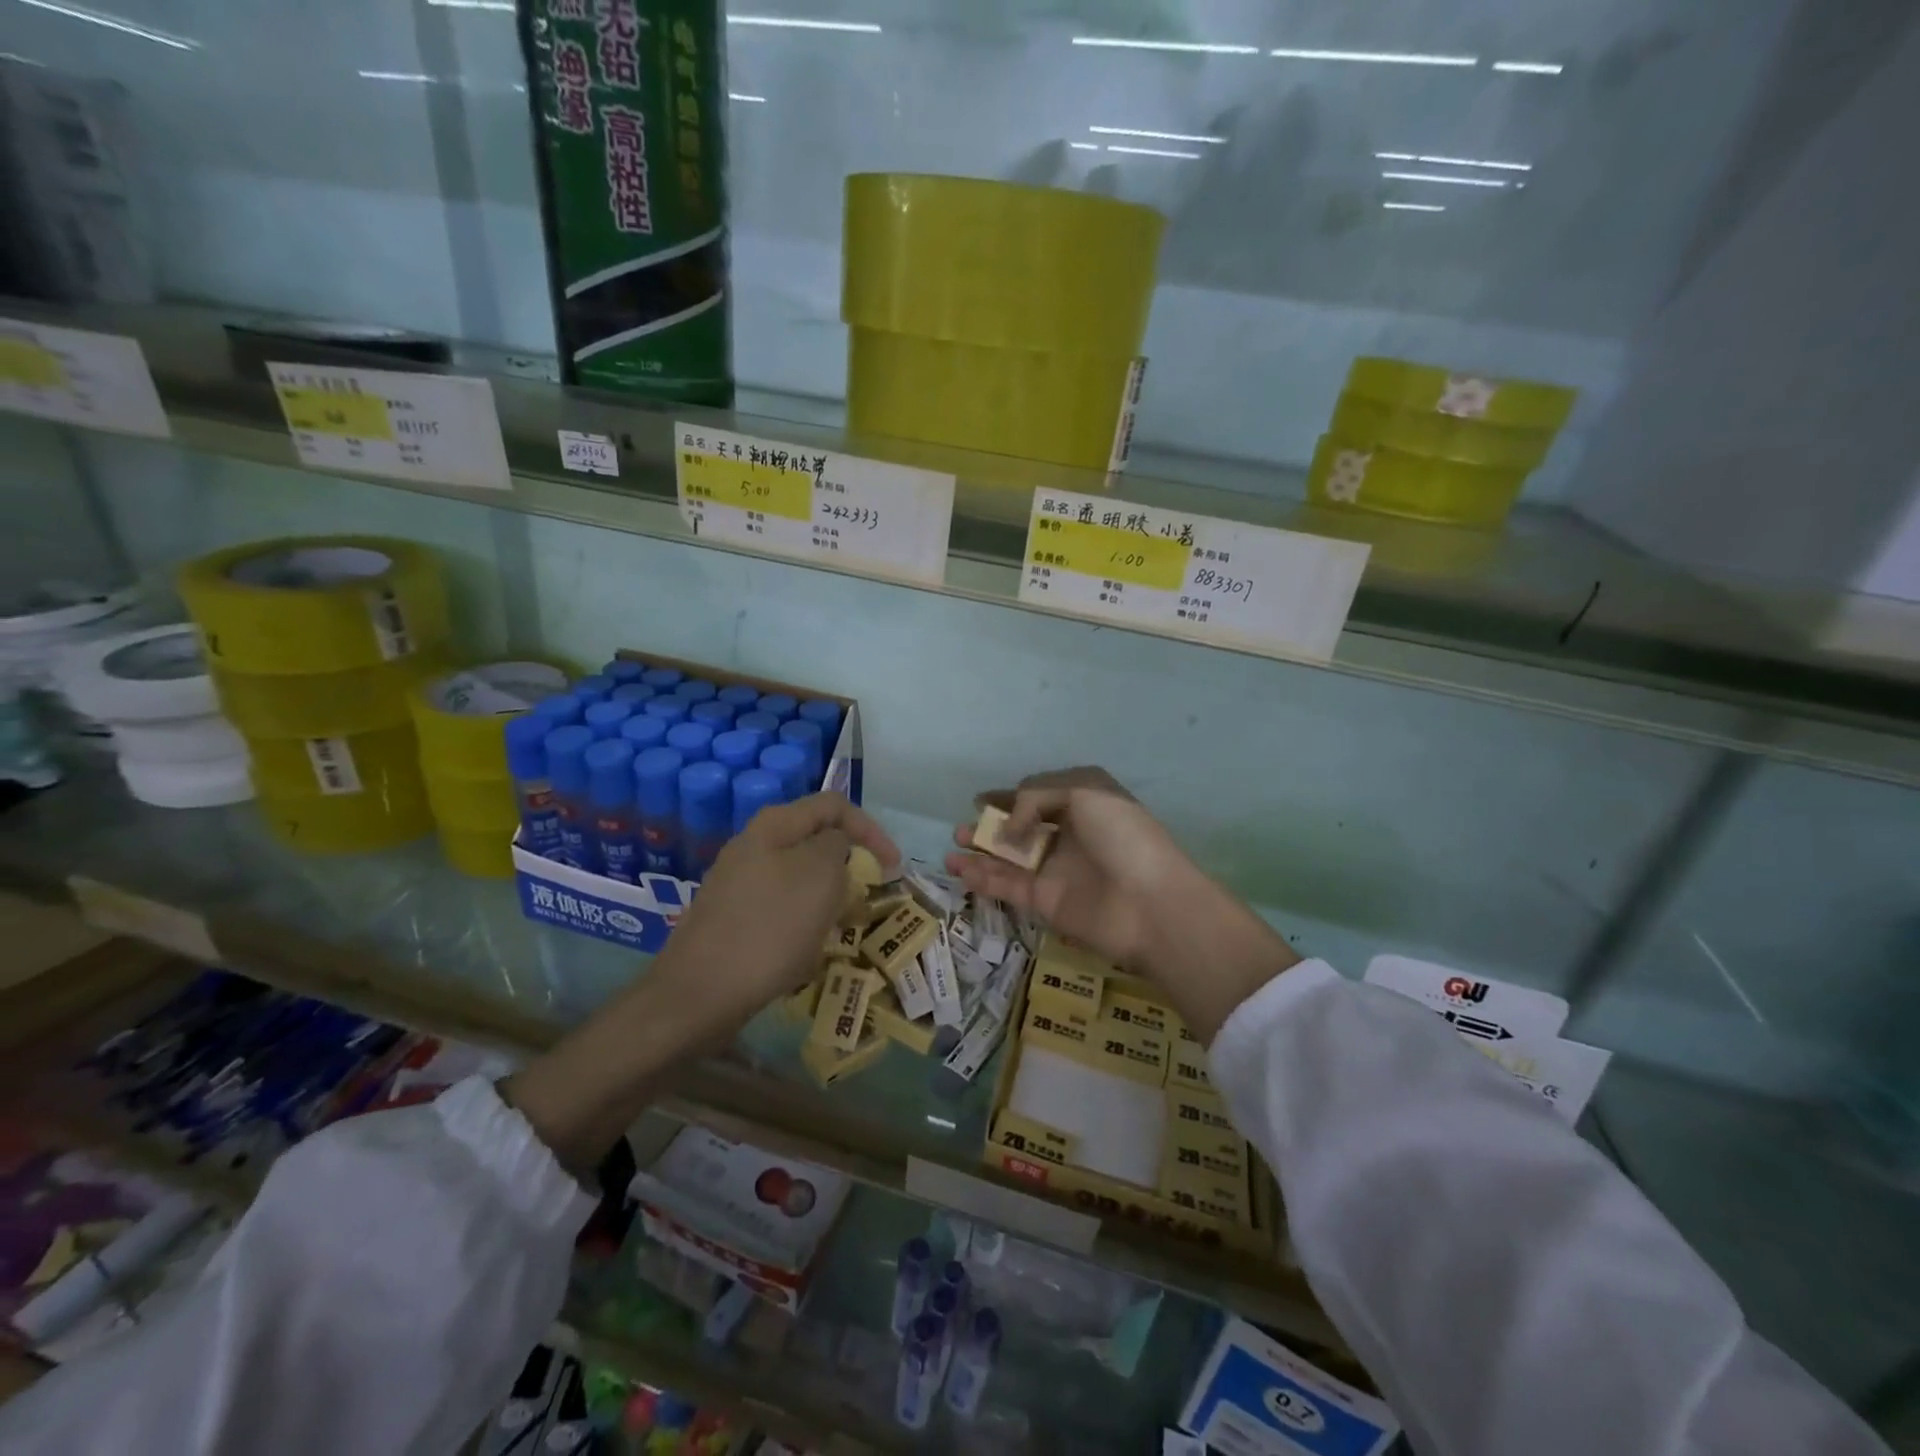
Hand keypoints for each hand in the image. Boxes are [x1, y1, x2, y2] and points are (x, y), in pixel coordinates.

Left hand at [503, 792, 896, 1174]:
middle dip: (850, 867)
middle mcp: (754, 846)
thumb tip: (837, 844)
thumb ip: (837, 845)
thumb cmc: (769, 929)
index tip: (893, 867)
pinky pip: (782, 909)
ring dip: (830, 899)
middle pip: (817, 842)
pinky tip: (809, 952)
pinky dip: (805, 923)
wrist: (698, 994)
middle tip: (868, 900)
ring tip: (843, 930)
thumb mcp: (818, 876)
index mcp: (774, 826)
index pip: (835, 806)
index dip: (871, 829)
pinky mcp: (734, 918)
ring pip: (801, 879)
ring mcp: (740, 883)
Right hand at [944, 768, 1186, 976]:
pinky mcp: (1045, 902)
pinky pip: (1008, 887)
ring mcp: (1056, 871)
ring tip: (953, 847)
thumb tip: (1009, 827)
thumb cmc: (1122, 837)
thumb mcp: (1083, 792)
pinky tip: (959, 869)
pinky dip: (982, 878)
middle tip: (963, 830)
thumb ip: (1035, 797)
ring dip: (980, 853)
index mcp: (1084, 804)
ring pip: (1010, 860)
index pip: (1039, 796)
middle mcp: (1069, 836)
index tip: (980, 800)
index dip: (1010, 797)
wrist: (1150, 904)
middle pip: (1021, 830)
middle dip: (991, 827)